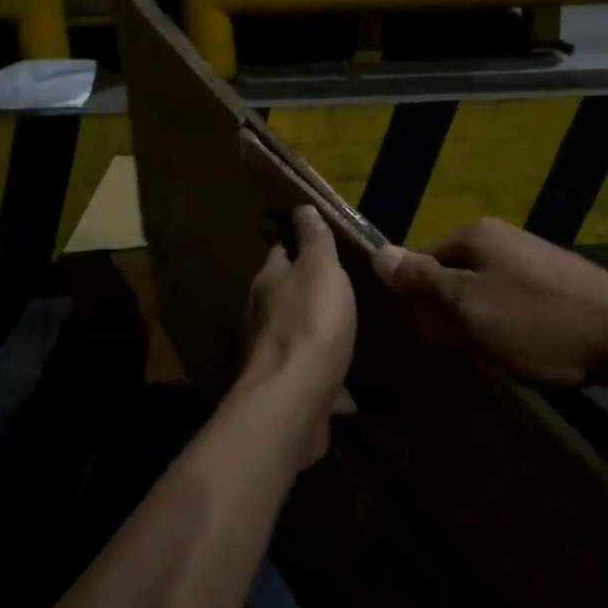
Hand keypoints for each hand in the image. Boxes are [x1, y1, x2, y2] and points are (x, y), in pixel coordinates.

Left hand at [242, 206, 356, 463]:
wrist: (293, 400)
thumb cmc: (310, 324)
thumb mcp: (320, 270)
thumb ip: (314, 240)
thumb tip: (301, 207)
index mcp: (268, 281)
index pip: (279, 251)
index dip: (297, 242)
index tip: (317, 239)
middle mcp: (262, 314)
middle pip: (283, 292)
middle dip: (306, 288)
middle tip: (338, 285)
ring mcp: (270, 354)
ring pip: (294, 333)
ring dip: (314, 330)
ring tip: (343, 329)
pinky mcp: (284, 388)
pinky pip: (307, 372)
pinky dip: (323, 372)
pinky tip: (346, 383)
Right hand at [373, 217, 607, 386]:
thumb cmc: (539, 321)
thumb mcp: (470, 305)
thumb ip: (424, 281)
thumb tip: (379, 253)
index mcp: (476, 235)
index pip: (423, 259)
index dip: (415, 297)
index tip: (418, 333)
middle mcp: (502, 238)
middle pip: (453, 274)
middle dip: (447, 312)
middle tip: (451, 349)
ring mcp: (532, 259)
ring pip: (483, 291)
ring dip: (476, 322)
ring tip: (484, 355)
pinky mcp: (557, 283)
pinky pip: (512, 301)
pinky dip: (506, 325)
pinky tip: (517, 350)